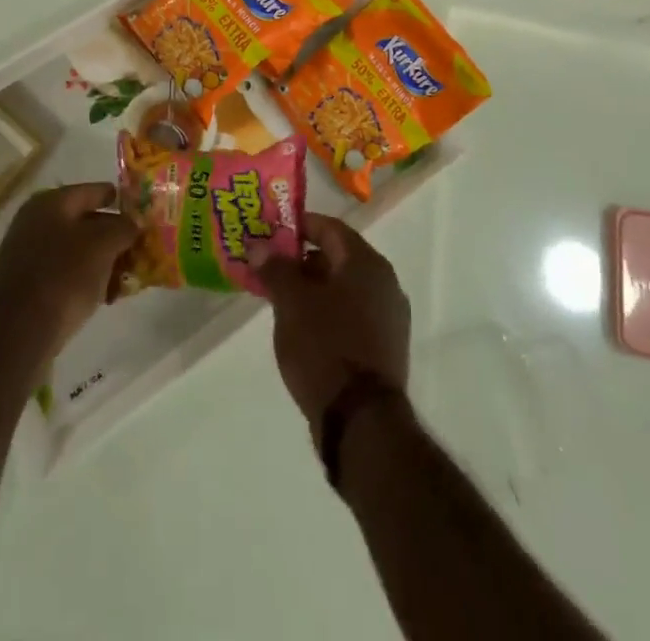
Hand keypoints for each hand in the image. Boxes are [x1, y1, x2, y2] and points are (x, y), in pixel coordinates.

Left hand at [0, 183, 136, 364]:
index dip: (119, 200)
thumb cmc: (64, 276)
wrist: (18, 333)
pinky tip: (103, 297)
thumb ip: (124, 227)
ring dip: (101, 261)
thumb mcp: (104, 245)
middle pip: (84, 222)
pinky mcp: (25, 285)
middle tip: (137, 250)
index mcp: (51, 202)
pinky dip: (84, 280)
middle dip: (113, 236)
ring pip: (75, 250)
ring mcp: (26, 254)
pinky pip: (63, 273)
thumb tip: (132, 222)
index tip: (141, 213)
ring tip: (123, 279)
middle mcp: (34, 221)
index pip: (93, 191)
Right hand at [253, 214, 409, 439]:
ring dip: (314, 288)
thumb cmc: (325, 347)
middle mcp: (385, 283)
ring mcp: (389, 317)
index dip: (299, 226)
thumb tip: (260, 246)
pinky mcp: (386, 347)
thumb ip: (275, 268)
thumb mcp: (291, 303)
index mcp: (366, 263)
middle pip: (338, 257)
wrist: (362, 421)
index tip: (271, 234)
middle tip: (271, 268)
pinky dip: (328, 312)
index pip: (330, 228)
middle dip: (303, 260)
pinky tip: (304, 328)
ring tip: (281, 300)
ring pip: (345, 288)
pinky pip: (352, 314)